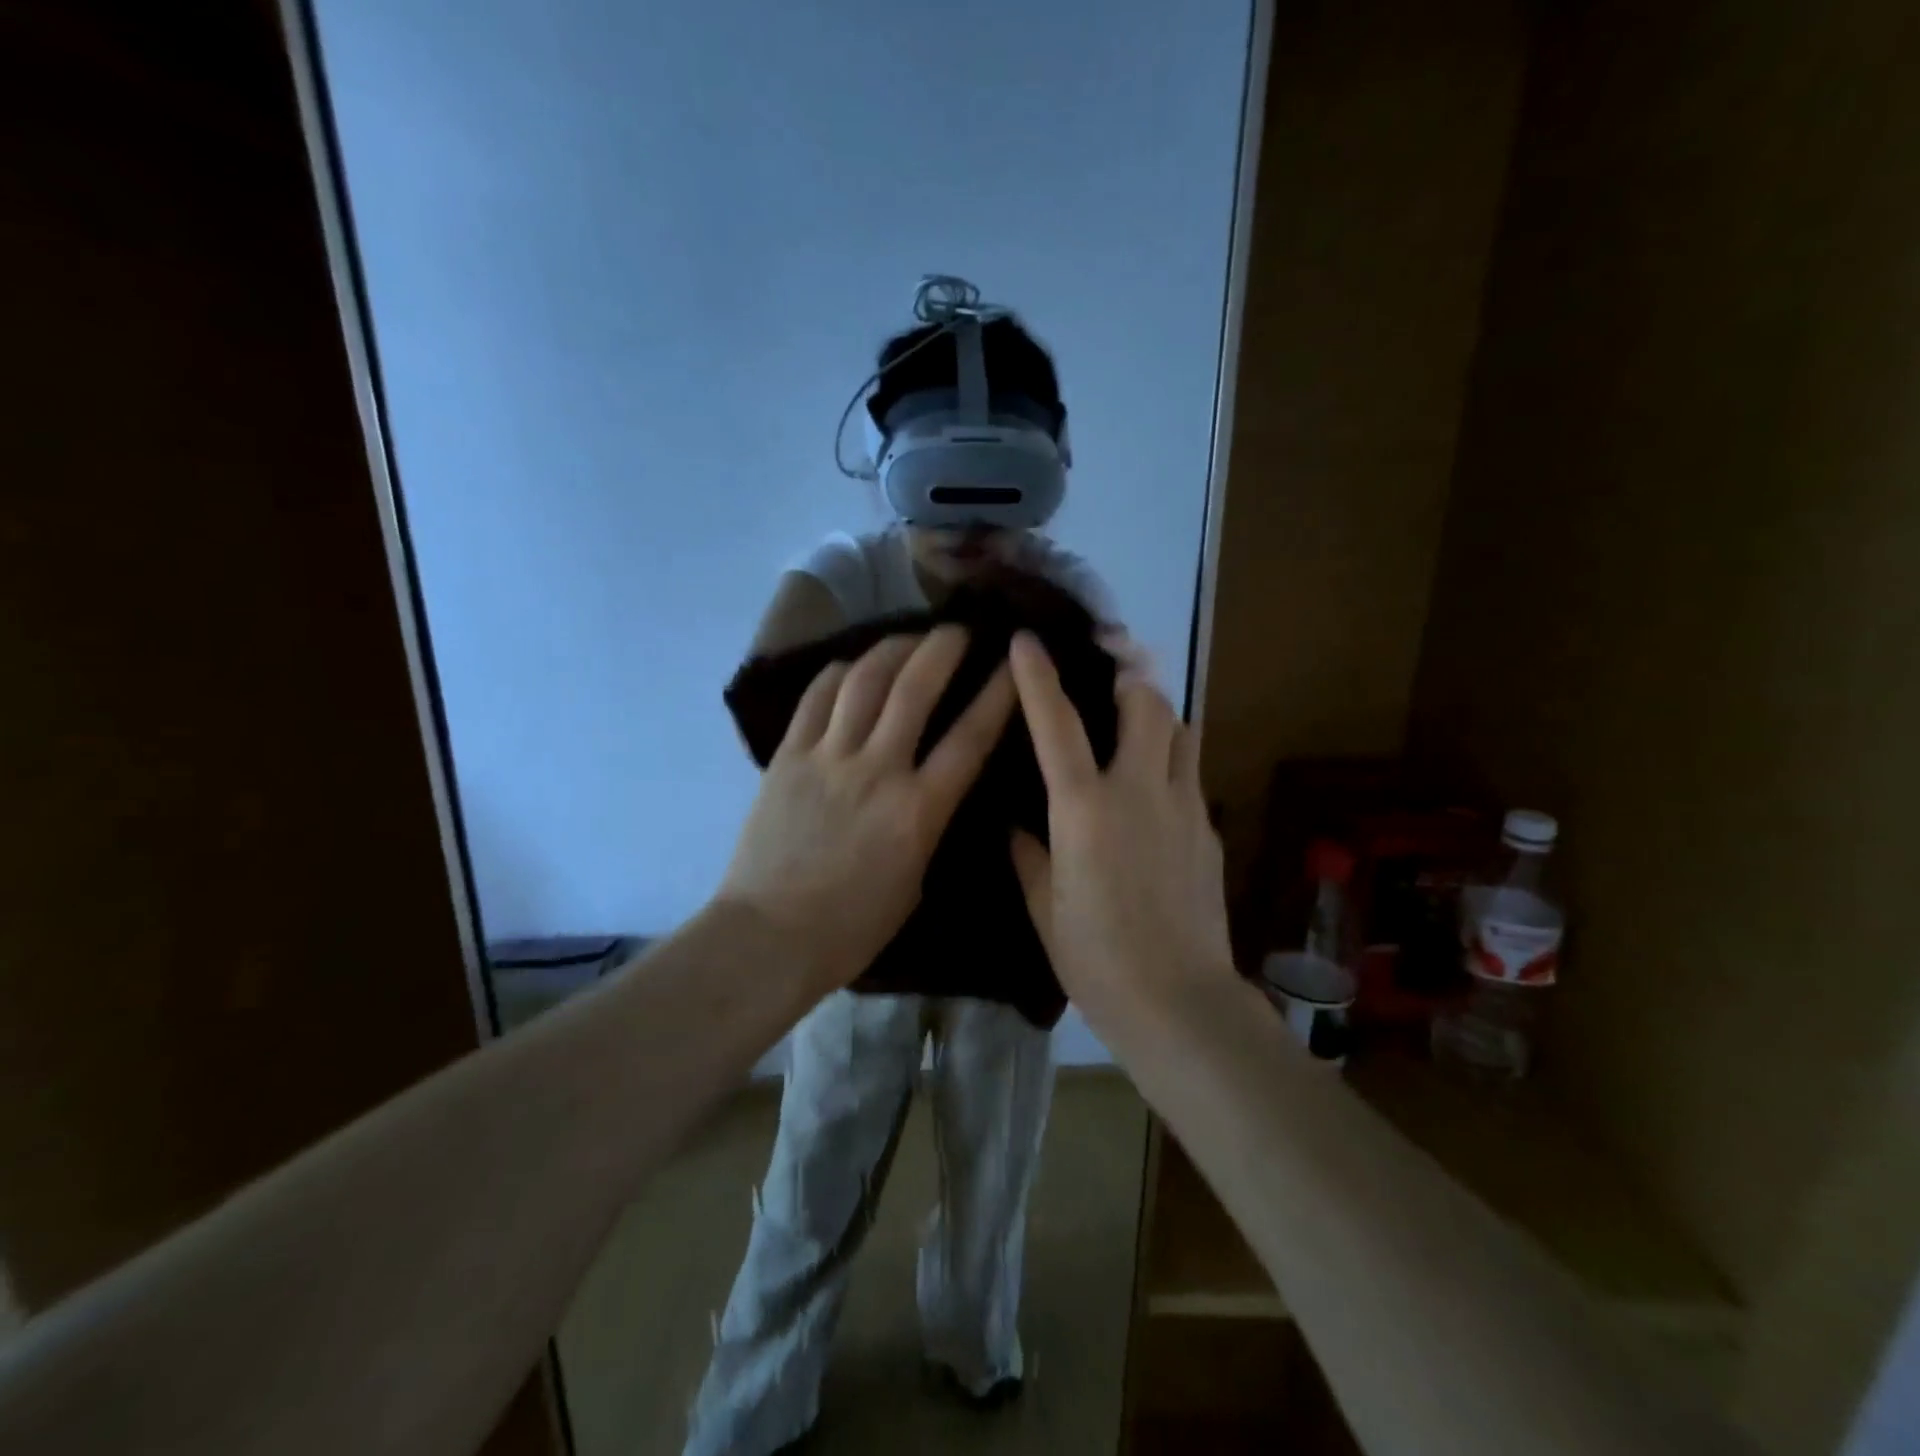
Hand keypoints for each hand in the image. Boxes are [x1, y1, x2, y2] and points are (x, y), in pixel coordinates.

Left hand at [717, 626, 1014, 990]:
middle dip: (943, 649)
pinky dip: (838, 673)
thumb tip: (932, 792)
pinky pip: (816, 699)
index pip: (970, 738)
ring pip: (864, 681)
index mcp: (918, 810)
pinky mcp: (788, 757)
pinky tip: (852, 665)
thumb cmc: (851, 928)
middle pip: (915, 689)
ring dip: (893, 649)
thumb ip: (928, 827)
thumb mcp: (914, 881)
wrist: (769, 937)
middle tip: (958, 630)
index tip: (1015, 664)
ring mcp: (827, 758)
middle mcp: (877, 770)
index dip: (998, 694)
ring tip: (909, 637)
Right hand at [1008, 632, 1235, 1022]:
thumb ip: (1028, 855)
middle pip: (1145, 702)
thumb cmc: (1096, 959)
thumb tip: (1016, 825)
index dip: (1038, 677)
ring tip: (1133, 719)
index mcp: (1084, 810)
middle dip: (1126, 675)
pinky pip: (1190, 772)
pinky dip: (1170, 760)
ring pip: (1179, 729)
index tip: (1027, 640)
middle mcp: (1138, 792)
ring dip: (1156, 711)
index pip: (1057, 724)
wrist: (1179, 1002)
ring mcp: (1182, 806)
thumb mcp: (1044, 908)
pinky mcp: (1209, 828)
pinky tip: (1153, 788)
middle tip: (1106, 672)